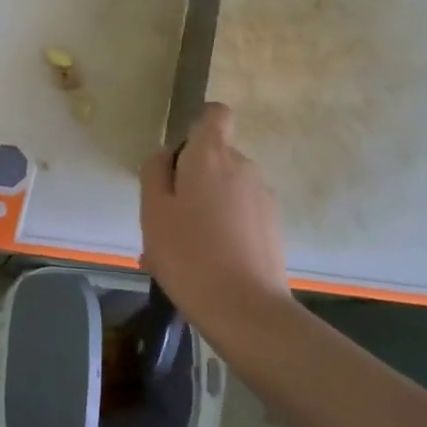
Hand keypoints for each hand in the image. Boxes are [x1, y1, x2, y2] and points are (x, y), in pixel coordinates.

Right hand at [140, 103, 291, 342]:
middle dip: (191, 178)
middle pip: (215, 157)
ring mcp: (263, 197)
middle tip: (166, 218)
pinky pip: (239, 215)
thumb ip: (155, 172)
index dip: (197, 127)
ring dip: (204, 207)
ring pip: (225, 189)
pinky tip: (203, 265)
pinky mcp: (273, 227)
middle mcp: (243, 166)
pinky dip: (222, 229)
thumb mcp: (153, 211)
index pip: (215, 114)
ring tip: (181, 250)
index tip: (179, 158)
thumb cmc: (189, 254)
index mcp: (212, 155)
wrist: (246, 311)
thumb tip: (168, 155)